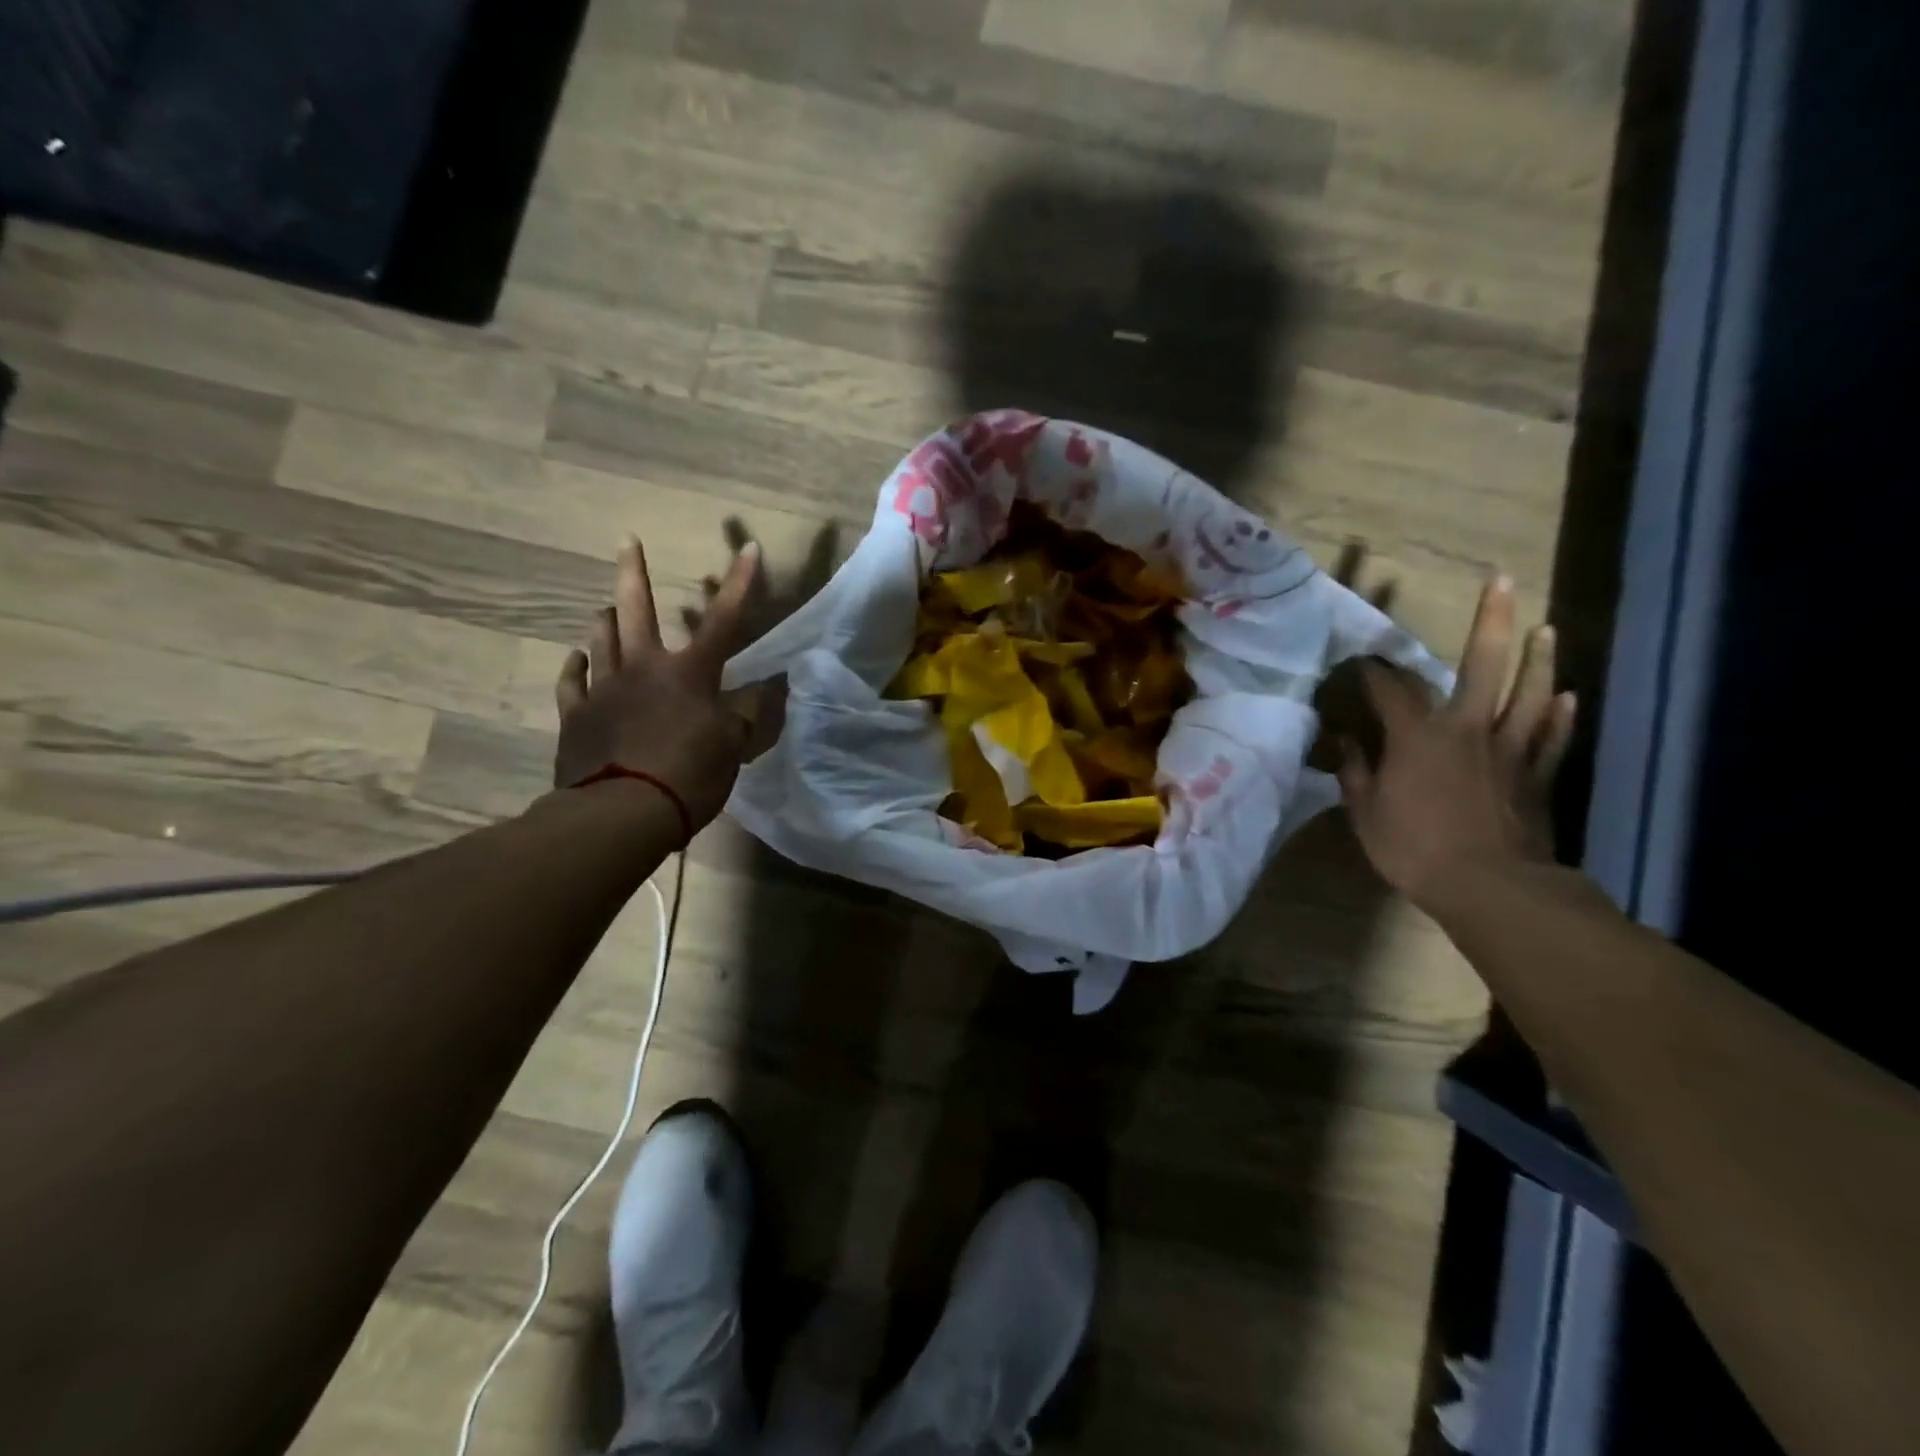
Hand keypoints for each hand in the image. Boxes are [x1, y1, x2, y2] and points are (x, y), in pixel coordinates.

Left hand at [553, 534, 763, 828]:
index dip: (739, 584)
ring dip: (605, 620)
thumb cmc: (688, 776)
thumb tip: (770, 688)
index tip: (748, 548)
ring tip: (605, 608)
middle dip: (634, 572)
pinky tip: (576, 658)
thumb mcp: (733, 747)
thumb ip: (749, 713)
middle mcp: (643, 669)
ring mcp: (603, 690)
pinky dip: (575, 667)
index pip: (722, 621)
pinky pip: (571, 682)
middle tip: (626, 539)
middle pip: (636, 610)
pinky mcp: (575, 717)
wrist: (621, 813)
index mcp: (689, 674)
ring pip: (600, 641)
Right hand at [1337, 577, 1576, 911]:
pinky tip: (1570, 696)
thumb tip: (1344, 744)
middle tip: (1503, 582)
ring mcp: (1510, 749)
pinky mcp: (1537, 775)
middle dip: (1491, 621)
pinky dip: (1562, 715)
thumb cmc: (1415, 849)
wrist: (1491, 887)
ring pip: (1532, 693)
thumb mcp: (1366, 814)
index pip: (1390, 689)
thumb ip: (1355, 773)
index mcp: (1418, 737)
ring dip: (1540, 659)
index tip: (1359, 661)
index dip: (1372, 671)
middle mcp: (1467, 728)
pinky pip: (1552, 736)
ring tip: (1546, 629)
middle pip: (1484, 665)